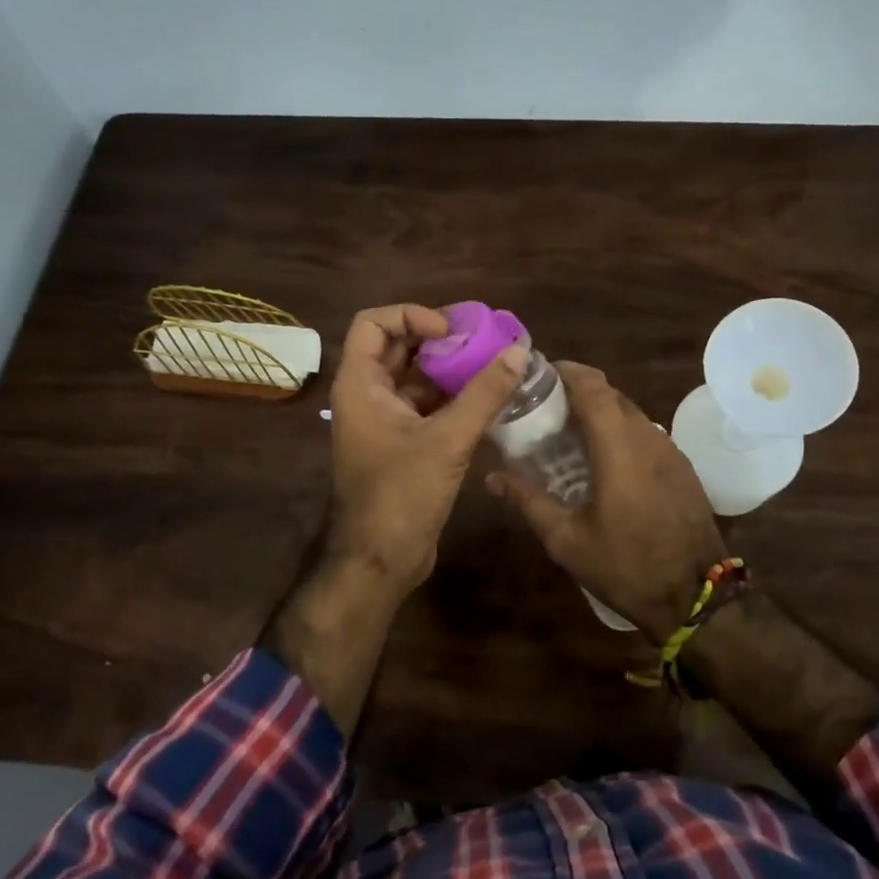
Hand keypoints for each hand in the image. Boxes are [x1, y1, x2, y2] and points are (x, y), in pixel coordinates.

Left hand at [325, 304, 527, 591]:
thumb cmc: (402, 495)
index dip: (411, 316)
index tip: (450, 333)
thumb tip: (518, 351)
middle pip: (397, 347)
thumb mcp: (447, 440)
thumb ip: (484, 394)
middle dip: (438, 341)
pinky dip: (452, 397)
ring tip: (493, 366)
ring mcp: (382, 421)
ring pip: (414, 378)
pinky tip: (488, 399)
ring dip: (449, 370)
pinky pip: (425, 405)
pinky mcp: (401, 443)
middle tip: (482, 342)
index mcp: (360, 385)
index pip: (373, 323)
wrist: (380, 561)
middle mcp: (366, 396)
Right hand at [487, 362, 725, 640]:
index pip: (593, 386)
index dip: (566, 371)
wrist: (699, 599)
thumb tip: (493, 477)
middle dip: (577, 391)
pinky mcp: (682, 467)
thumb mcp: (568, 541)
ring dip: (600, 412)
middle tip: (544, 407)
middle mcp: (648, 438)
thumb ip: (529, 501)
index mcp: (619, 448)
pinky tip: (603, 460)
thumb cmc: (627, 567)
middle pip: (610, 394)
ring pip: (630, 412)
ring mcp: (670, 451)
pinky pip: (645, 433)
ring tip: (569, 433)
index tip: (539, 374)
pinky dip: (620, 431)